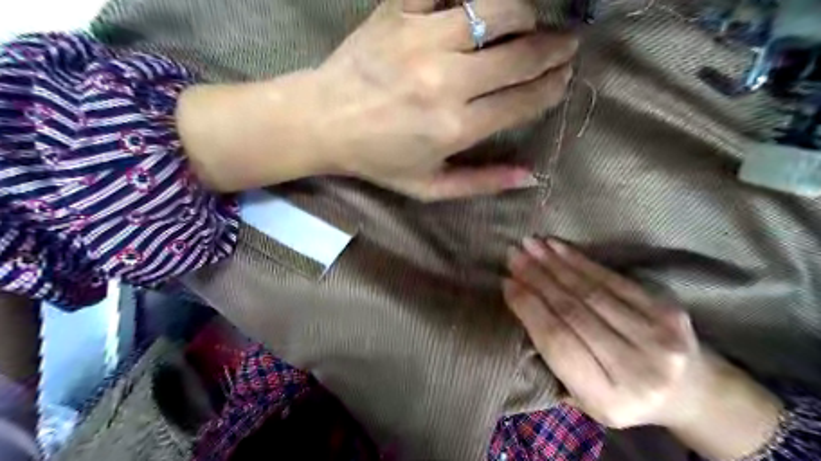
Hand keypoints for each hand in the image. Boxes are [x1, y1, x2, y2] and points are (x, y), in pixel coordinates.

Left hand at [314, 0, 575, 199]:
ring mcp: (422, 40)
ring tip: (529, 23)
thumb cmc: (377, 159)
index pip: (523, 100)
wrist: (322, 121)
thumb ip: (480, 183)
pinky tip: (481, 7)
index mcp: (455, 128)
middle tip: (566, 44)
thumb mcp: (428, 187)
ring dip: (524, 14)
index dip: (552, 87)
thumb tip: (529, 176)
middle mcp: (446, 82)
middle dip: (554, 49)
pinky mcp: (398, 11)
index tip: (563, 78)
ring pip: (497, 9)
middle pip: (521, 54)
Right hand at [501, 240, 781, 458]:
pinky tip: (559, 247)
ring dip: (555, 264)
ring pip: (591, 291)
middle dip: (537, 279)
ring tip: (529, 245)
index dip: (529, 308)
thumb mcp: (587, 400)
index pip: (557, 342)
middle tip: (513, 255)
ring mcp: (656, 337)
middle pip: (573, 312)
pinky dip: (582, 261)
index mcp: (607, 397)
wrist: (693, 393)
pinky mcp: (666, 311)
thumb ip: (556, 363)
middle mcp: (635, 368)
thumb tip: (524, 309)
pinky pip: (614, 280)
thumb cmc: (626, 397)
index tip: (507, 283)